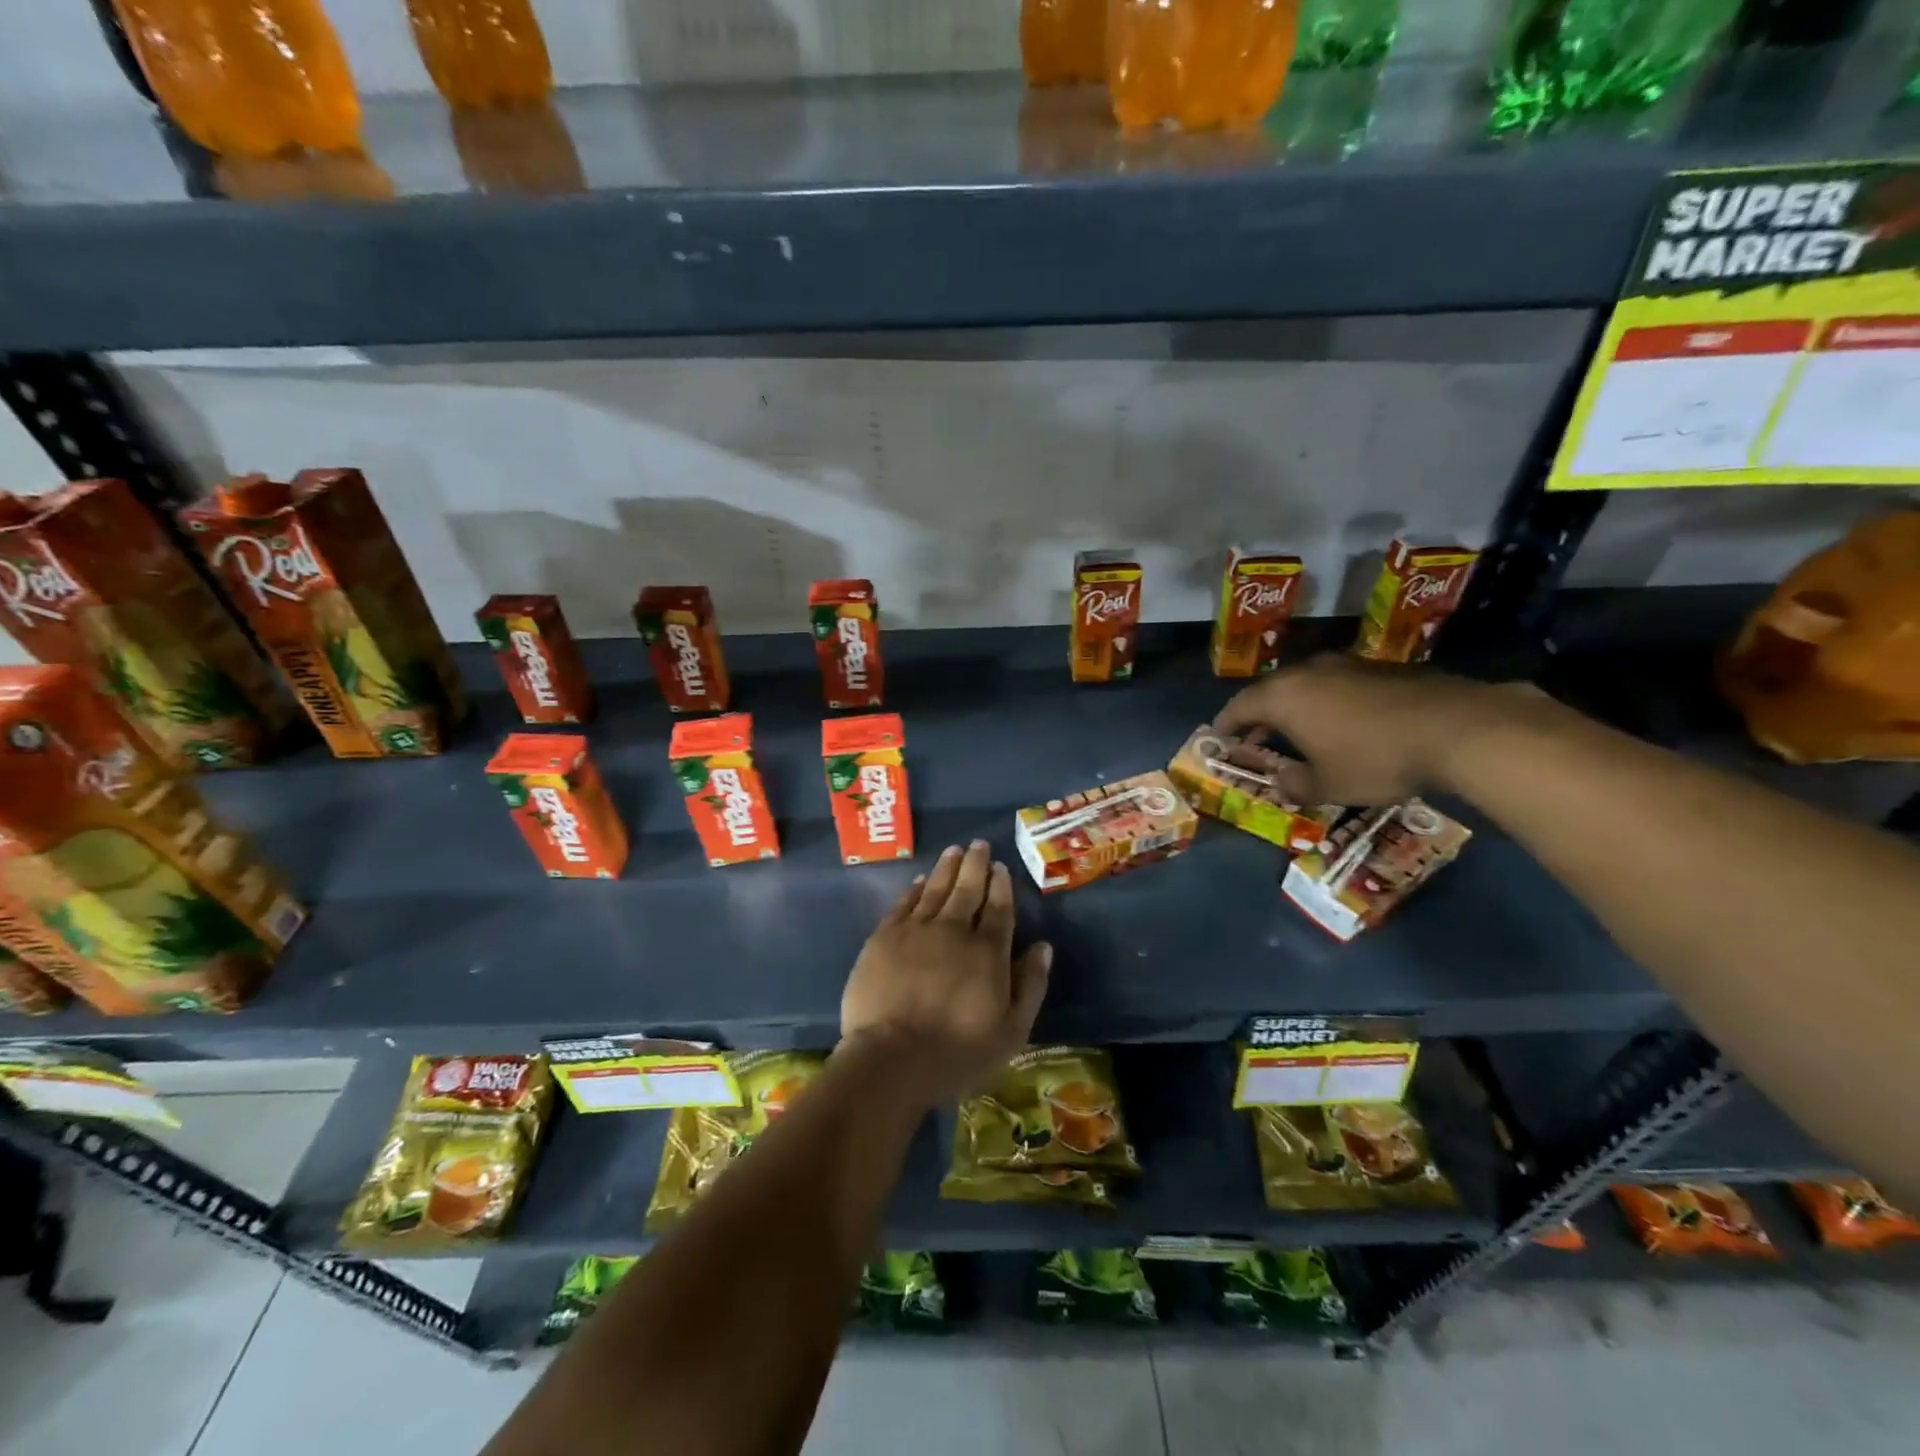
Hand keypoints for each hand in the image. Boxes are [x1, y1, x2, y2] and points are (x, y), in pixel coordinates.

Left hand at [839, 841, 1051, 1109]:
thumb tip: (1043, 947)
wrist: (891, 1059)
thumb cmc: (957, 1052)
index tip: (1001, 867)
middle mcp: (953, 930)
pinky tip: (920, 880)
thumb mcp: (1011, 1031)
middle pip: (966, 889)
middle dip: (975, 865)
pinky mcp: (883, 938)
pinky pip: (903, 903)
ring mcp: (915, 930)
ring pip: (934, 889)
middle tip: (978, 844)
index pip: (998, 908)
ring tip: (954, 850)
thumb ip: (1030, 985)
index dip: (1001, 885)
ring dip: (946, 868)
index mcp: (987, 952)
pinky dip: (914, 889)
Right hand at [1213, 654, 1533, 804]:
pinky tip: (1344, 725)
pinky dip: (1329, 703)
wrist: (1456, 727)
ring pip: (1306, 685)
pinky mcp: (1380, 667)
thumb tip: (1282, 783)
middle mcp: (1307, 672)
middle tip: (1258, 740)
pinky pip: (1338, 684)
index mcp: (1283, 697)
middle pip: (1271, 691)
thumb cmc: (1374, 759)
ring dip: (1296, 708)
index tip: (1220, 739)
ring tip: (1300, 733)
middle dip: (1260, 716)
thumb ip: (1295, 784)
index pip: (1239, 706)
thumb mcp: (1327, 785)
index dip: (1226, 725)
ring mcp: (1346, 665)